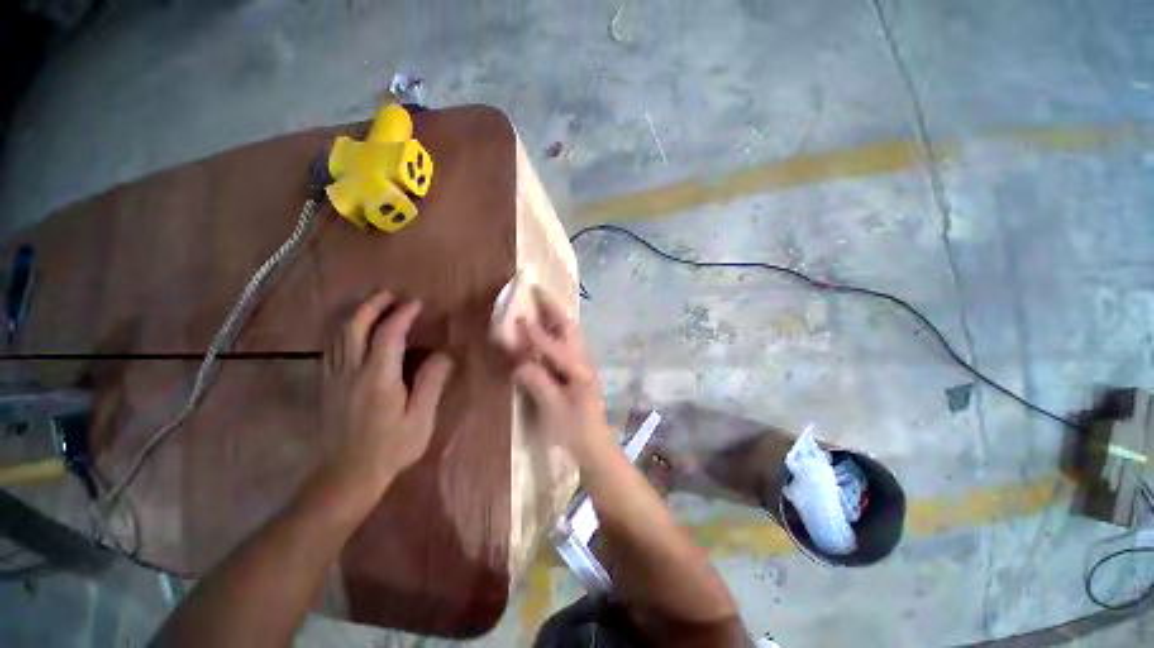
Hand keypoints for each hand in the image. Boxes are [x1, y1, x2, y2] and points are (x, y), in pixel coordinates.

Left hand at [322, 290, 453, 492]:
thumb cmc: (390, 448)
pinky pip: (331, 346)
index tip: (416, 303)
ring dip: (355, 313)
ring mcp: (334, 376)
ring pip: (338, 333)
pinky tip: (353, 328)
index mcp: (378, 378)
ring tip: (373, 303)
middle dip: (372, 305)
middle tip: (390, 295)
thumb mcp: (420, 419)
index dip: (402, 315)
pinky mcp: (326, 384)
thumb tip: (443, 354)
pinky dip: (343, 328)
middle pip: (354, 326)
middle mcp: (351, 371)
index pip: (388, 335)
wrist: (347, 475)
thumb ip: (431, 383)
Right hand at [513, 287, 610, 464]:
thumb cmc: (574, 431)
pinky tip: (548, 329)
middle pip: (570, 328)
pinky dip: (558, 329)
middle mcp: (584, 361)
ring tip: (541, 304)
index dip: (535, 333)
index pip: (554, 346)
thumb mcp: (553, 410)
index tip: (520, 317)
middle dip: (554, 309)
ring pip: (571, 332)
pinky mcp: (581, 369)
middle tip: (537, 292)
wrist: (594, 445)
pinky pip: (569, 342)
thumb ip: (538, 383)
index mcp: (578, 371)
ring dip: (557, 316)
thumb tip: (520, 363)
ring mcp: (584, 364)